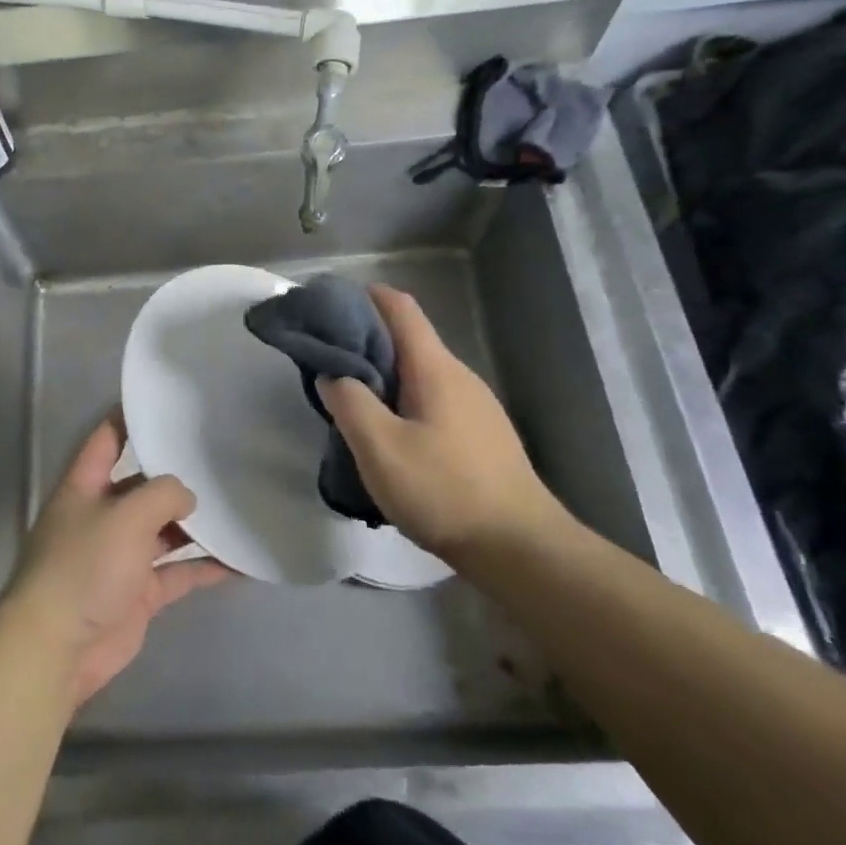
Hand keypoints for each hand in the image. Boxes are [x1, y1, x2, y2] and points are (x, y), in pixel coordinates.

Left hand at [6, 418, 232, 703]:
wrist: (59, 647)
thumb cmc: (85, 566)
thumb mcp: (127, 515)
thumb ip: (163, 494)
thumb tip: (186, 496)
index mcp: (86, 486)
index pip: (107, 439)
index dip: (129, 417)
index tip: (164, 403)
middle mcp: (103, 515)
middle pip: (142, 485)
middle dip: (175, 474)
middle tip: (218, 457)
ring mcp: (122, 555)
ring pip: (164, 530)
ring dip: (196, 523)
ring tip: (236, 504)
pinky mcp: (138, 592)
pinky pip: (178, 572)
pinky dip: (205, 568)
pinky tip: (239, 562)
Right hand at [317, 285, 568, 566]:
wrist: (520, 548)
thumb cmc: (444, 490)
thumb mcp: (379, 448)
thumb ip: (349, 402)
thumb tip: (332, 373)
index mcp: (434, 368)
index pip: (400, 308)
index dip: (364, 297)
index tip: (329, 305)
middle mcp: (459, 376)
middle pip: (408, 339)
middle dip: (365, 340)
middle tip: (326, 361)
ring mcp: (475, 405)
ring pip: (419, 373)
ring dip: (383, 375)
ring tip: (349, 399)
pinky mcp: (480, 434)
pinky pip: (432, 399)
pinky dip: (402, 399)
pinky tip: (388, 433)